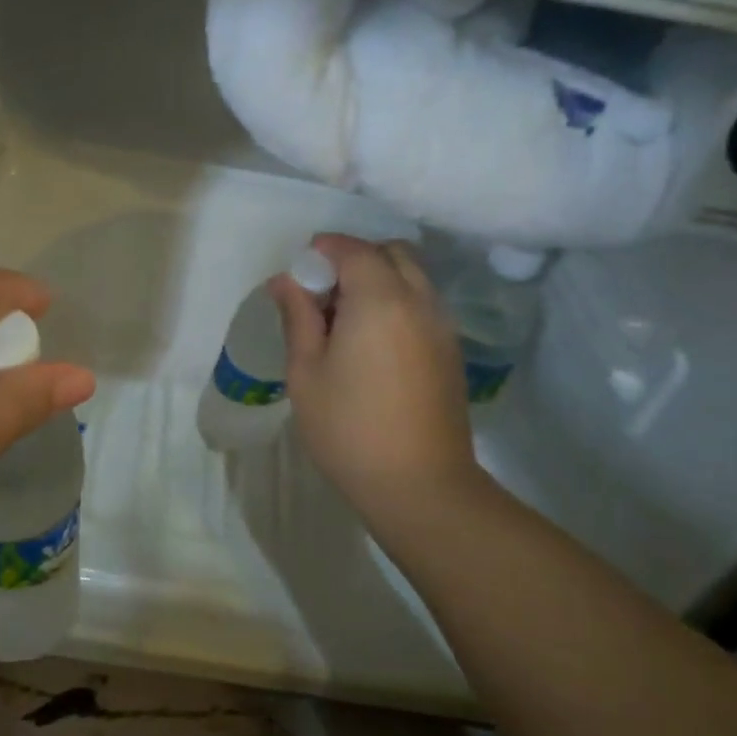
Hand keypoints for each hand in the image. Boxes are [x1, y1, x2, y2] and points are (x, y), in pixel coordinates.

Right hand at [271, 235, 487, 529]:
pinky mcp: (451, 350)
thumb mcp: (306, 372)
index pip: (353, 250)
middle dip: (355, 259)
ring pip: (412, 276)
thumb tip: (285, 281)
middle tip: (323, 295)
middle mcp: (418, 301)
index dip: (323, 250)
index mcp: (379, 300)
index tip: (299, 273)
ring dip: (378, 279)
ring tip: (345, 321)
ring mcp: (442, 325)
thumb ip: (298, 317)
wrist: (420, 485)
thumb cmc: (349, 429)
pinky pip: (423, 303)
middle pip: (391, 253)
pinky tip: (372, 342)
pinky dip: (397, 301)